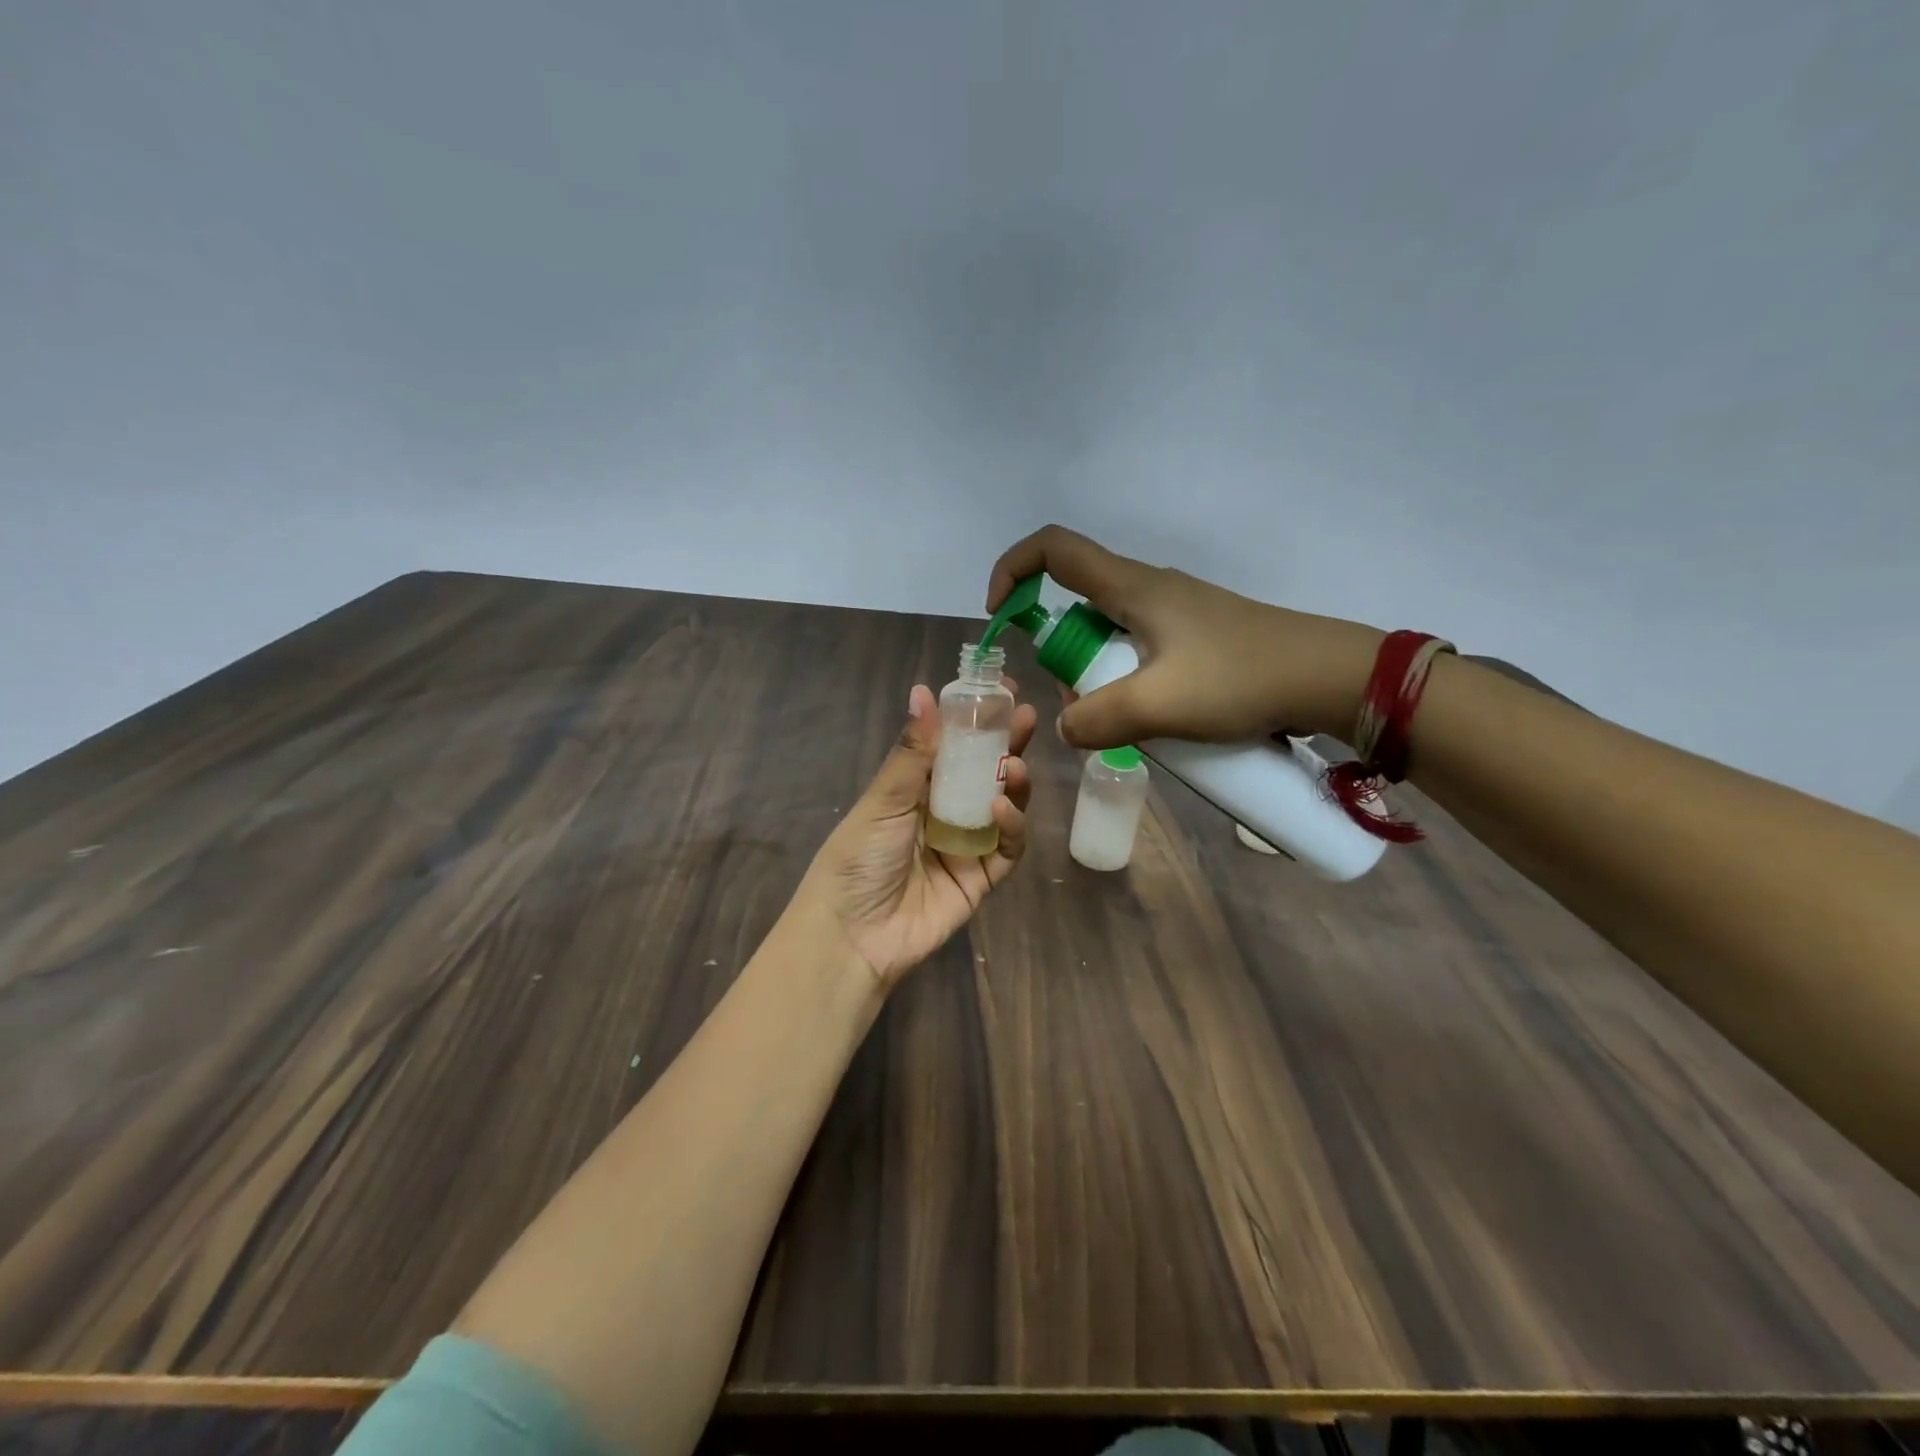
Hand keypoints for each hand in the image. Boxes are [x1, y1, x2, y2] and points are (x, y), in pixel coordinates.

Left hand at [797, 682, 1037, 989]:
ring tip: (1014, 763)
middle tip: (1024, 717)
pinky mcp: (983, 878)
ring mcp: (966, 845)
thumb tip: (923, 690)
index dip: (975, 720)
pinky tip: (1002, 807)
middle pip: (983, 772)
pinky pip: (1007, 848)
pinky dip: (1011, 826)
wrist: (854, 937)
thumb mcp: (883, 800)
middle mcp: (943, 812)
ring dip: (1013, 782)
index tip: (999, 691)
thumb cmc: (858, 859)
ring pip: (1003, 806)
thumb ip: (913, 751)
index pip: (952, 746)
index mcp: (914, 789)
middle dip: (1005, 744)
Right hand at [986, 524, 1384, 748]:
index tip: (1000, 616)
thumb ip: (1098, 718)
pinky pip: (1144, 657)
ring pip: (1112, 639)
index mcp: (1132, 587)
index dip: (1013, 570)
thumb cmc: (1241, 678)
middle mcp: (1150, 590)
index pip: (1053, 548)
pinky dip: (1134, 688)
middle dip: (1065, 658)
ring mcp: (1178, 615)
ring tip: (1134, 726)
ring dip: (1103, 680)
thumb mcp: (1159, 705)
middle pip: (1078, 605)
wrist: (1331, 679)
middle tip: (1088, 707)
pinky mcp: (1199, 640)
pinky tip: (1163, 725)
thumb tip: (1068, 726)